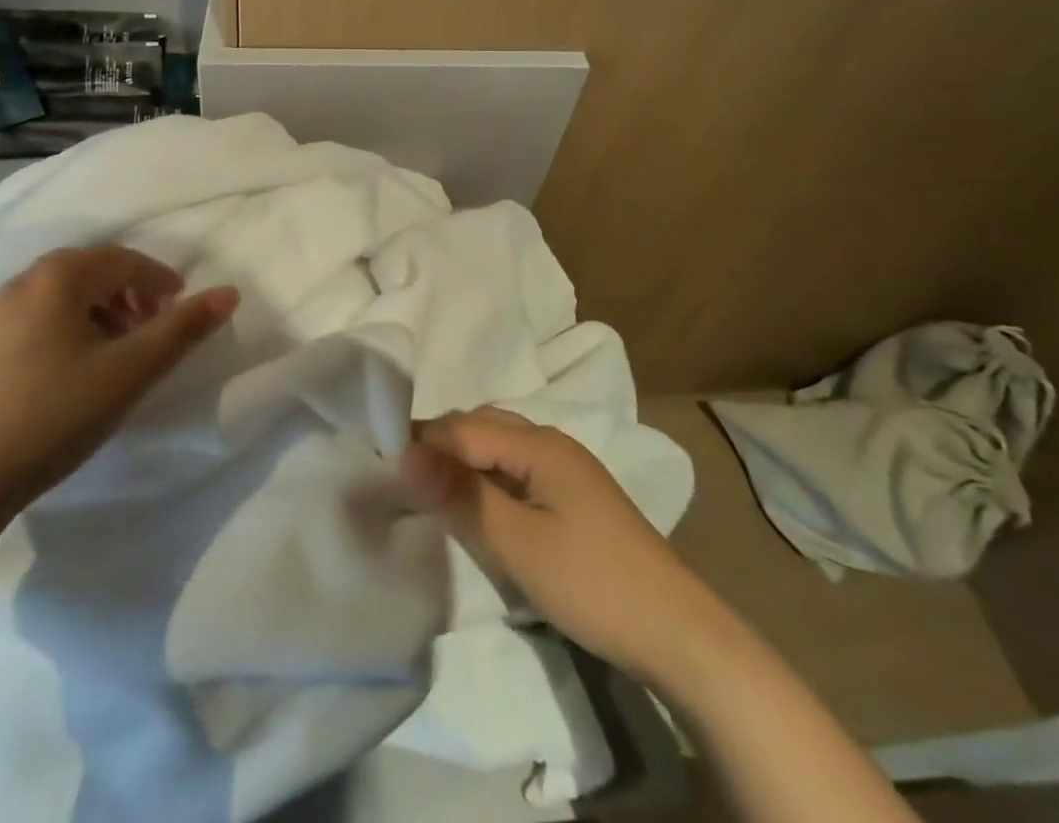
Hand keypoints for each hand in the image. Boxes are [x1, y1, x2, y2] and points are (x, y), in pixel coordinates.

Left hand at [0, 246, 238, 516]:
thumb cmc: (55, 414)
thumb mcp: (130, 371)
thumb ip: (182, 329)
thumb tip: (229, 292)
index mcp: (58, 276)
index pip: (125, 260)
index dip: (161, 282)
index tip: (182, 311)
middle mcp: (23, 282)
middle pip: (93, 273)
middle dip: (132, 297)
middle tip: (154, 333)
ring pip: (65, 297)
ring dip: (103, 314)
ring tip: (119, 354)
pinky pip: (39, 319)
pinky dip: (71, 330)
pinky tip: (76, 371)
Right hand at [401, 407, 689, 678]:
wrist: (677, 633)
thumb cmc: (593, 583)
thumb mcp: (518, 544)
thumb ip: (462, 496)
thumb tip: (405, 452)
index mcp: (539, 443)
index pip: (464, 427)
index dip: (423, 441)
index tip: (381, 464)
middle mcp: (552, 442)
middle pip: (482, 426)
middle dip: (441, 444)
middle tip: (403, 477)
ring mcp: (567, 469)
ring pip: (500, 447)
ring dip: (464, 460)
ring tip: (432, 490)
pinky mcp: (574, 496)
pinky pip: (516, 469)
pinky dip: (487, 478)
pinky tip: (477, 504)